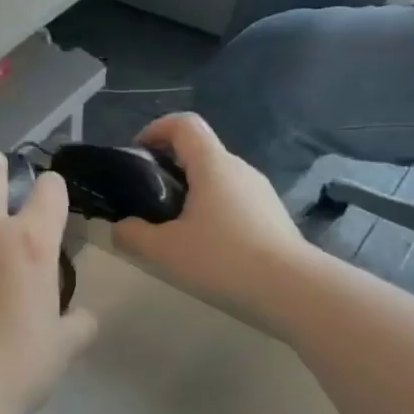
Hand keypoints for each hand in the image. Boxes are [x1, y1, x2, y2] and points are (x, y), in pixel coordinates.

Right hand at [112, 114, 311, 325]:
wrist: (293, 290)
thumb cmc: (222, 259)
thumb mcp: (164, 251)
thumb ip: (132, 235)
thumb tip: (120, 227)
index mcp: (212, 164)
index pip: (184, 123)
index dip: (156, 130)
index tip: (137, 155)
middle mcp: (239, 169)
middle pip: (199, 152)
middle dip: (168, 168)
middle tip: (147, 202)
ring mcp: (261, 192)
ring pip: (217, 179)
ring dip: (191, 193)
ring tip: (174, 231)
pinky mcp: (273, 216)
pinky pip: (234, 202)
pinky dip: (212, 212)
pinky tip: (206, 248)